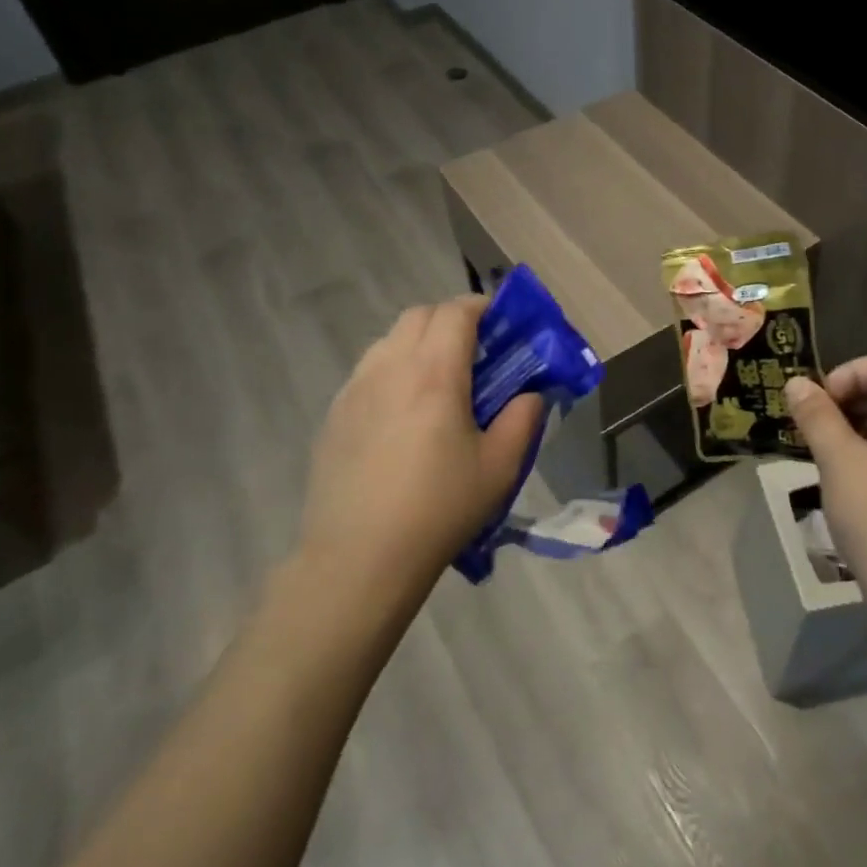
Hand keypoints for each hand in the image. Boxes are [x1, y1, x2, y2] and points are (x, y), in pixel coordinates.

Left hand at [297, 296, 543, 605]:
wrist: (358, 559)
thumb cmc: (438, 510)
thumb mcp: (499, 468)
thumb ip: (523, 419)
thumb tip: (531, 393)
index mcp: (434, 373)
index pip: (456, 311)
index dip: (482, 306)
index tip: (501, 323)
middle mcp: (390, 366)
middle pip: (420, 315)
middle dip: (450, 319)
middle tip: (474, 352)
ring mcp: (355, 388)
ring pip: (390, 339)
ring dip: (419, 342)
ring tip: (437, 381)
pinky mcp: (334, 413)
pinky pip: (369, 370)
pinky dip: (393, 369)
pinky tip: (402, 413)